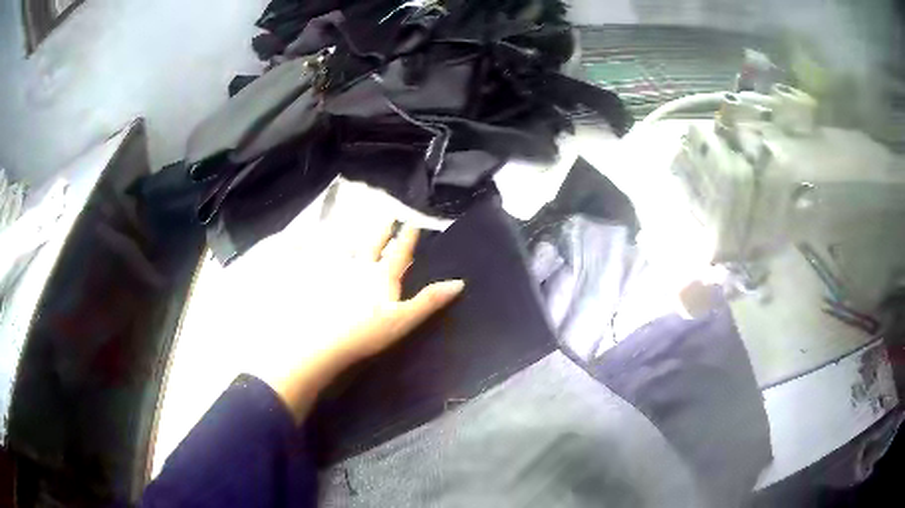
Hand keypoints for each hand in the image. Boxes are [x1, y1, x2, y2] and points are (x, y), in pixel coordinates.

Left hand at [251, 222, 463, 422]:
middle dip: (383, 230)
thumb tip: (459, 282)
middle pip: (373, 244)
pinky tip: (314, 250)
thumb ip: (429, 300)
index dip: (407, 236)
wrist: (327, 341)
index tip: (413, 220)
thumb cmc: (369, 332)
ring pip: (349, 250)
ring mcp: (338, 274)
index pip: (399, 251)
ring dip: (357, 238)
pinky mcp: (321, 283)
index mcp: (383, 276)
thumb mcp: (404, 319)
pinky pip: (323, 262)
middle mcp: (361, 268)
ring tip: (359, 229)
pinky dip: (321, 252)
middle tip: (388, 214)